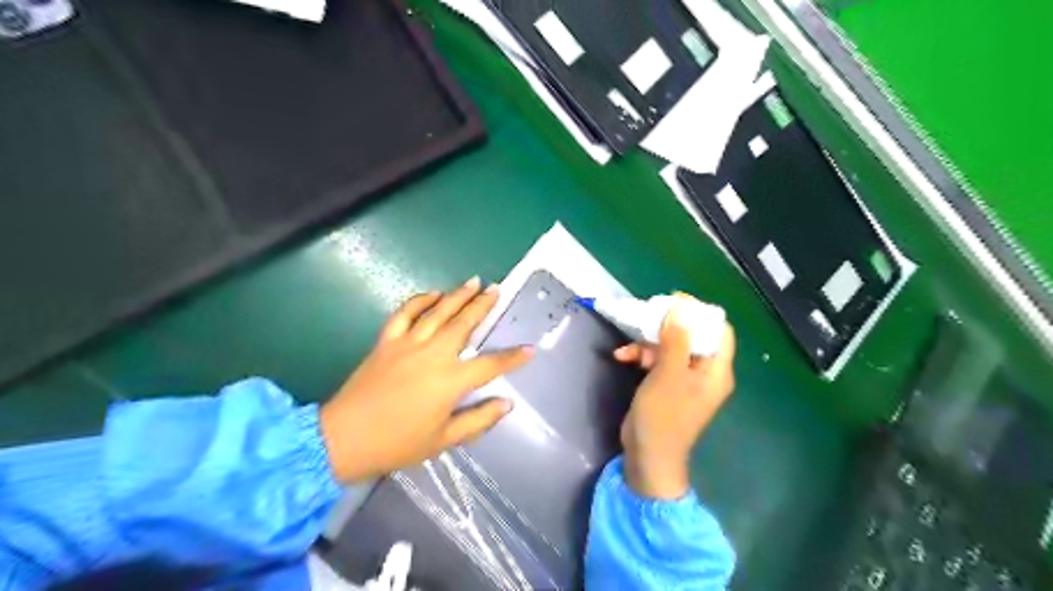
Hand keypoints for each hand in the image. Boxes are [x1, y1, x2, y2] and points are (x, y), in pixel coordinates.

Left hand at [319, 279, 534, 483]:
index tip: (530, 348)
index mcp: (450, 382)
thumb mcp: (443, 440)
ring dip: (457, 295)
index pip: (490, 365)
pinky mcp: (386, 341)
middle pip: (463, 324)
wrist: (343, 438)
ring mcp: (407, 344)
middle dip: (483, 306)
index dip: (513, 357)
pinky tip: (432, 293)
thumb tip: (506, 403)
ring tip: (473, 282)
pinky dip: (419, 300)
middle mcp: (432, 355)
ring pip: (438, 312)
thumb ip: (478, 420)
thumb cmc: (397, 444)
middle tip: (497, 289)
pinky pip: (404, 313)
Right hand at [615, 295, 732, 498]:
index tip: (675, 301)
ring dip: (648, 343)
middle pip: (693, 336)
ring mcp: (685, 379)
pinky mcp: (667, 385)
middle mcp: (704, 372)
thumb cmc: (663, 416)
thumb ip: (676, 340)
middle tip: (648, 314)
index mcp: (716, 370)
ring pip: (671, 347)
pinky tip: (621, 357)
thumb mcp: (668, 375)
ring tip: (628, 346)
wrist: (647, 457)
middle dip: (668, 325)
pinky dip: (641, 357)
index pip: (718, 331)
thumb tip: (680, 309)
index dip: (699, 313)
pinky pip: (658, 361)